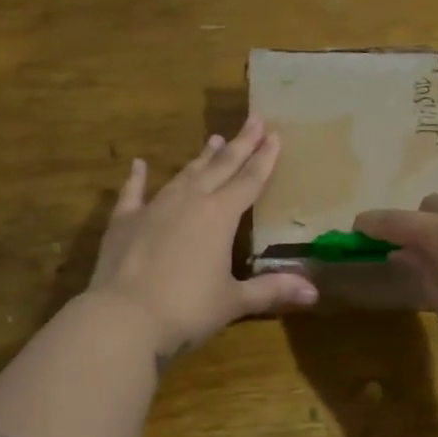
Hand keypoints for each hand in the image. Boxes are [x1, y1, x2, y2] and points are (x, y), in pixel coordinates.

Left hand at [86, 115, 318, 359]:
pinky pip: (133, 192)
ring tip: (214, 139)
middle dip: (240, 144)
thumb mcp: (233, 301)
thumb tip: (314, 293)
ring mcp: (155, 207)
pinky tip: (138, 164)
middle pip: (221, 167)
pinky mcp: (124, 221)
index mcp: (220, 216)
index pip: (249, 180)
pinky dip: (137, 177)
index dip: (264, 158)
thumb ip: (271, 290)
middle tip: (254, 119)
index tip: (274, 134)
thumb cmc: (186, 309)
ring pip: (184, 174)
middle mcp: (190, 201)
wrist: (123, 317)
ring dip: (201, 158)